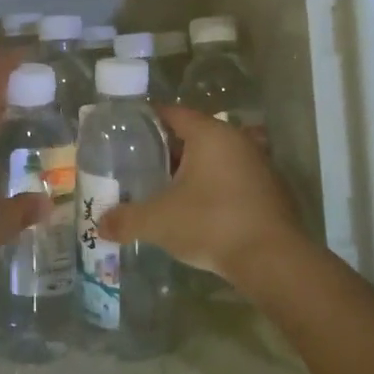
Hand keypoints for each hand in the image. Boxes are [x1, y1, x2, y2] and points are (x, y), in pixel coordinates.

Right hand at [95, 106, 305, 283]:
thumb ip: (126, 219)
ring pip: (215, 158)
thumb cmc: (212, 224)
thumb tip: (100, 224)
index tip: (126, 132)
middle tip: (139, 164)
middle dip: (166, 149)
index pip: (173, 113)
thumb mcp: (158, 221)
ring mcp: (258, 164)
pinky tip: (197, 210)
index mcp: (210, 133)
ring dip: (191, 170)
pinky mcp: (270, 190)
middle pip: (194, 135)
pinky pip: (232, 179)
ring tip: (164, 188)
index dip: (147, 120)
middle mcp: (237, 140)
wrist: (273, 260)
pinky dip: (213, 187)